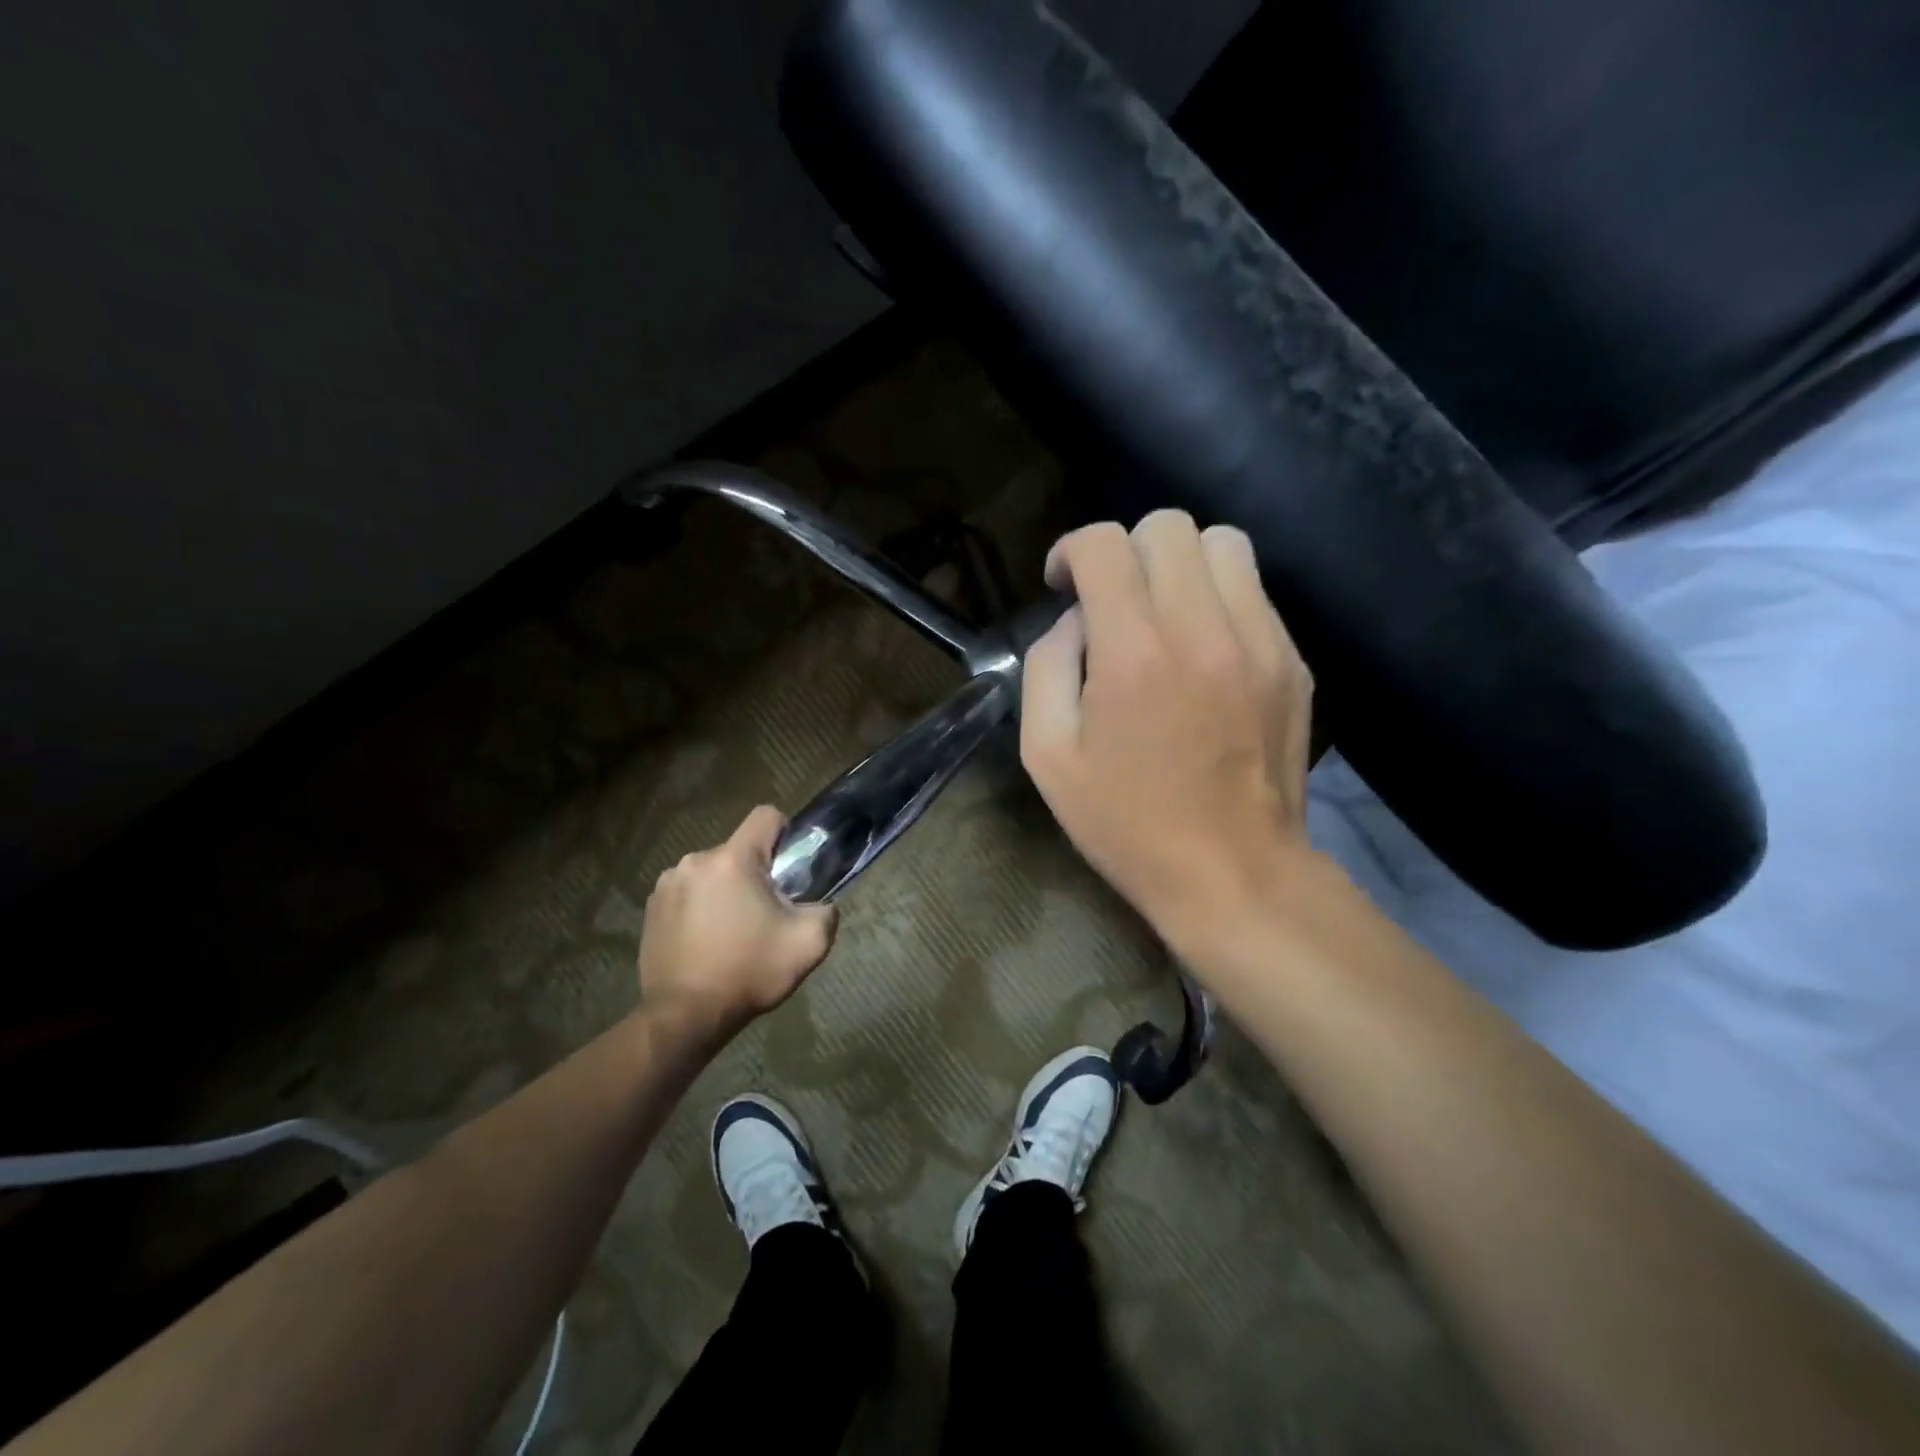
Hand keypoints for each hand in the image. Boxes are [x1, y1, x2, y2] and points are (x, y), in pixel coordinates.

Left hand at [636, 806, 838, 1035]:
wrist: (684, 1017)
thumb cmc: (748, 972)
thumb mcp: (809, 944)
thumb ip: (827, 912)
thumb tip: (822, 904)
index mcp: (734, 860)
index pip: (766, 815)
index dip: (785, 834)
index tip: (789, 869)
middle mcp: (695, 861)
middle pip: (738, 851)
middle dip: (755, 874)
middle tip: (764, 915)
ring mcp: (667, 885)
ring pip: (712, 873)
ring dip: (725, 891)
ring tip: (732, 933)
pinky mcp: (650, 909)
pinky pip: (687, 893)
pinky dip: (699, 908)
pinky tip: (705, 942)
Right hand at [1020, 512, 1316, 946]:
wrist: (1233, 873)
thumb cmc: (1126, 822)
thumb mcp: (1047, 756)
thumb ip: (1047, 666)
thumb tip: (1075, 620)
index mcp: (1133, 650)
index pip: (1103, 544)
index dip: (1071, 550)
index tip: (1062, 584)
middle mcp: (1202, 626)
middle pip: (1167, 526)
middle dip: (1125, 551)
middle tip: (1112, 602)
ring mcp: (1260, 640)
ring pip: (1223, 543)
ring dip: (1180, 563)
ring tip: (1162, 613)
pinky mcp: (1293, 660)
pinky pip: (1254, 591)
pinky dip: (1219, 599)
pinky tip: (1204, 650)